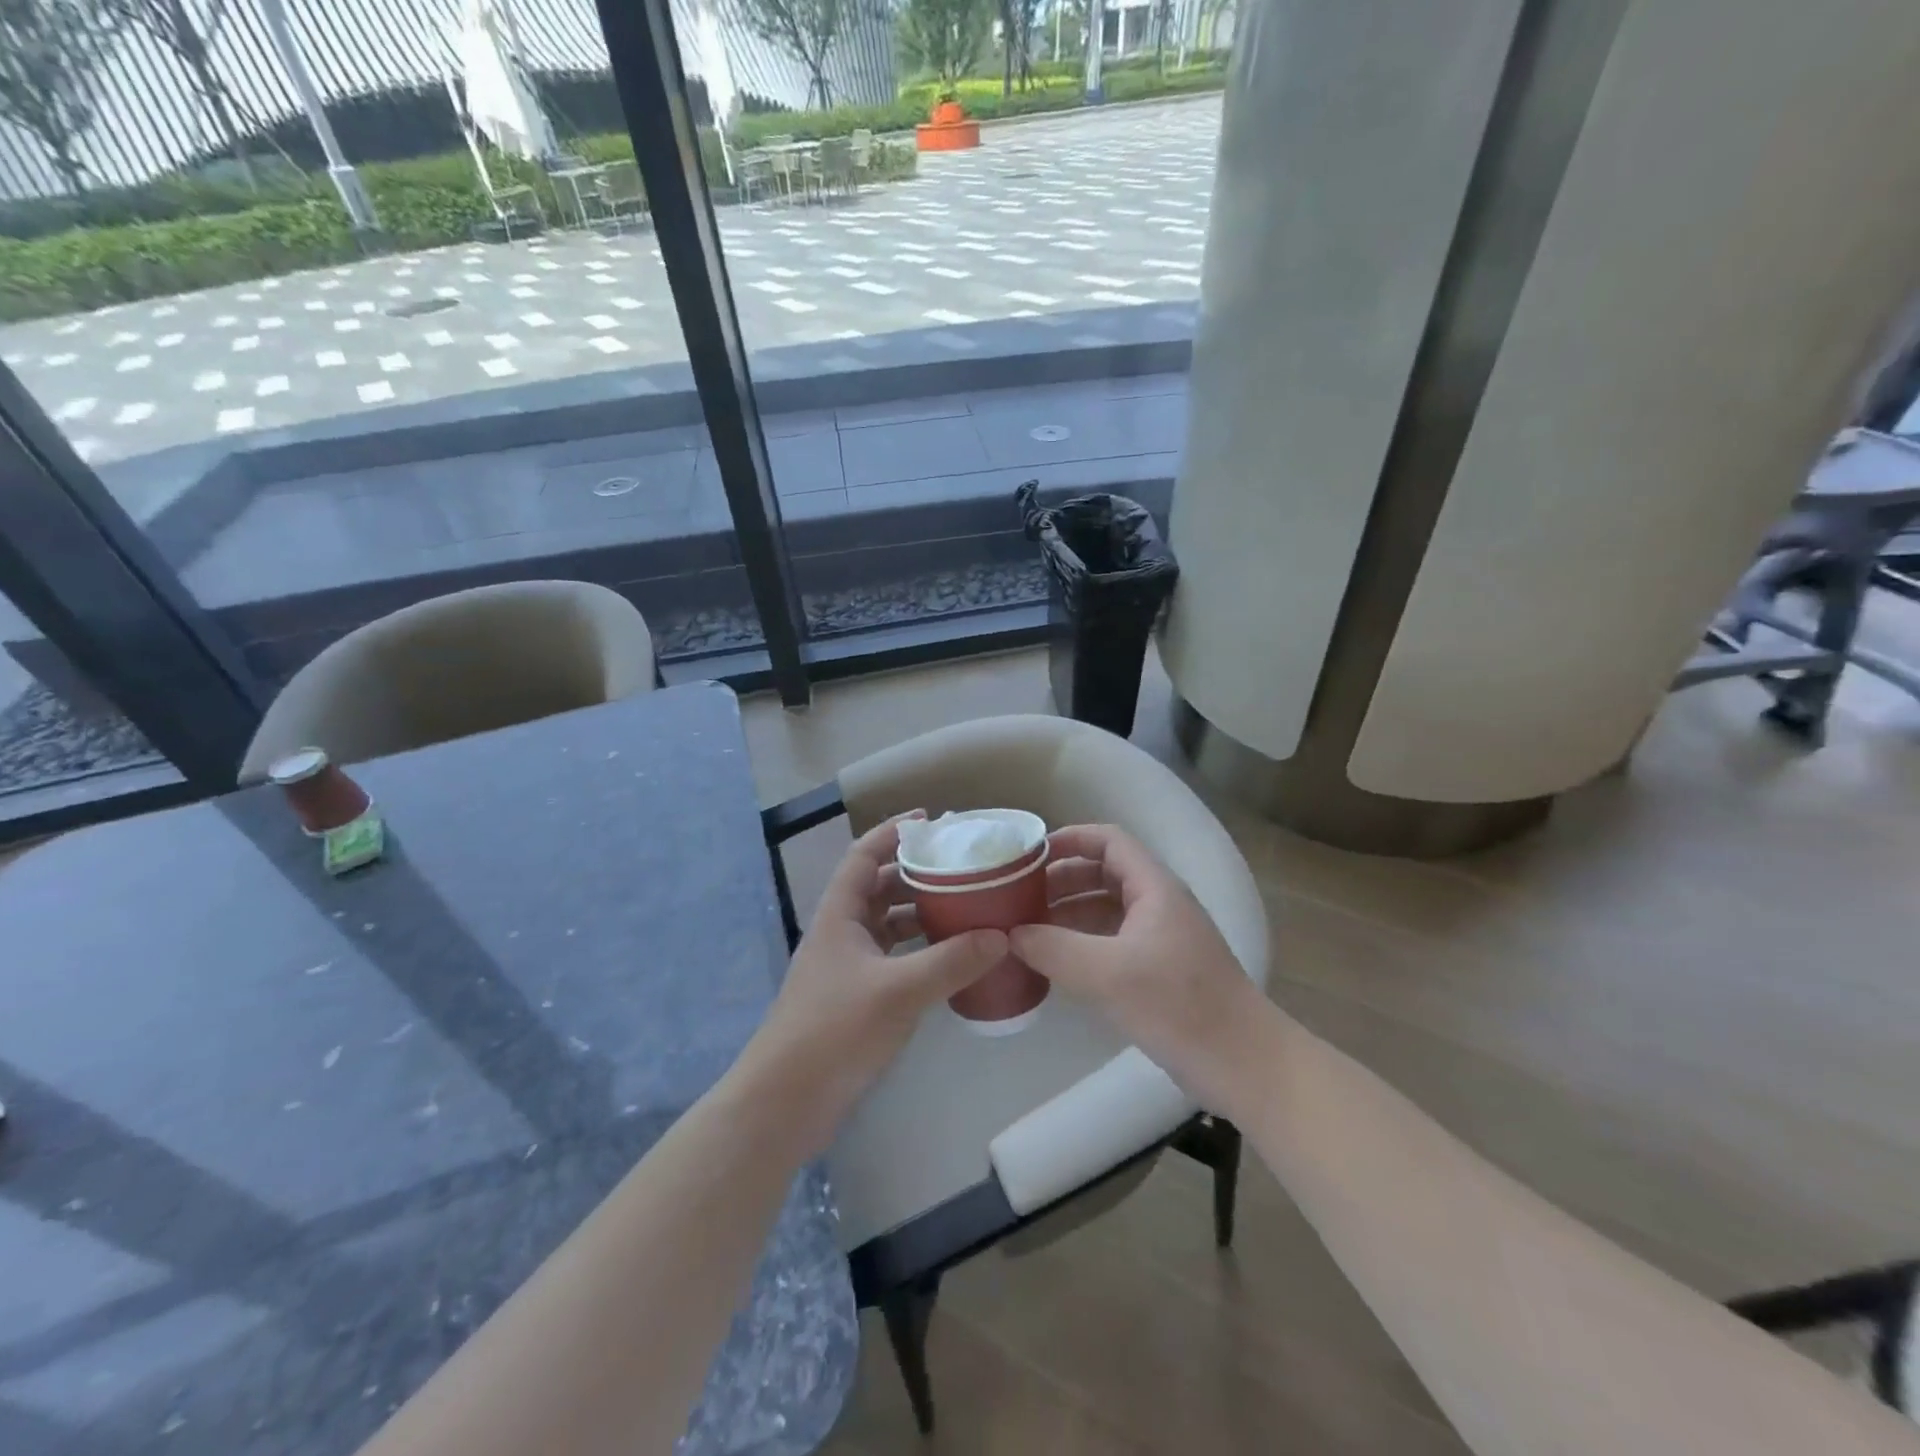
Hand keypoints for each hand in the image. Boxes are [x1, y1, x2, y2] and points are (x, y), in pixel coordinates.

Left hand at [745, 815, 1006, 1147]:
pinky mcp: (857, 998)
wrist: (786, 1102)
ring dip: (921, 913)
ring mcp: (848, 968)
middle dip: (917, 873)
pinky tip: (952, 959)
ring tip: (966, 907)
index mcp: (840, 914)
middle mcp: (842, 933)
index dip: (892, 833)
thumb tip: (1002, 936)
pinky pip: (894, 959)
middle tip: (962, 867)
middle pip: (879, 887)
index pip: (863, 855)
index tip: (930, 821)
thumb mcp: (899, 990)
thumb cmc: (835, 1030)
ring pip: (888, 926)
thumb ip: (951, 961)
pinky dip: (921, 952)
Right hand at [1011, 824, 1274, 1117]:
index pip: (1109, 841)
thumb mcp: (1108, 974)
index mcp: (1154, 887)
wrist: (1245, 1065)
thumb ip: (1054, 949)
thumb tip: (1010, 934)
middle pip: (1104, 873)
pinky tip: (1057, 962)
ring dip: (1069, 913)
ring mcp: (1162, 938)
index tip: (1030, 856)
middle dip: (1061, 880)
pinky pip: (1113, 940)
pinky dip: (1082, 942)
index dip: (1069, 839)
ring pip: (1107, 909)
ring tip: (1028, 929)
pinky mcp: (1161, 970)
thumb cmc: (1179, 1006)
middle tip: (1019, 898)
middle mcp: (1159, 903)